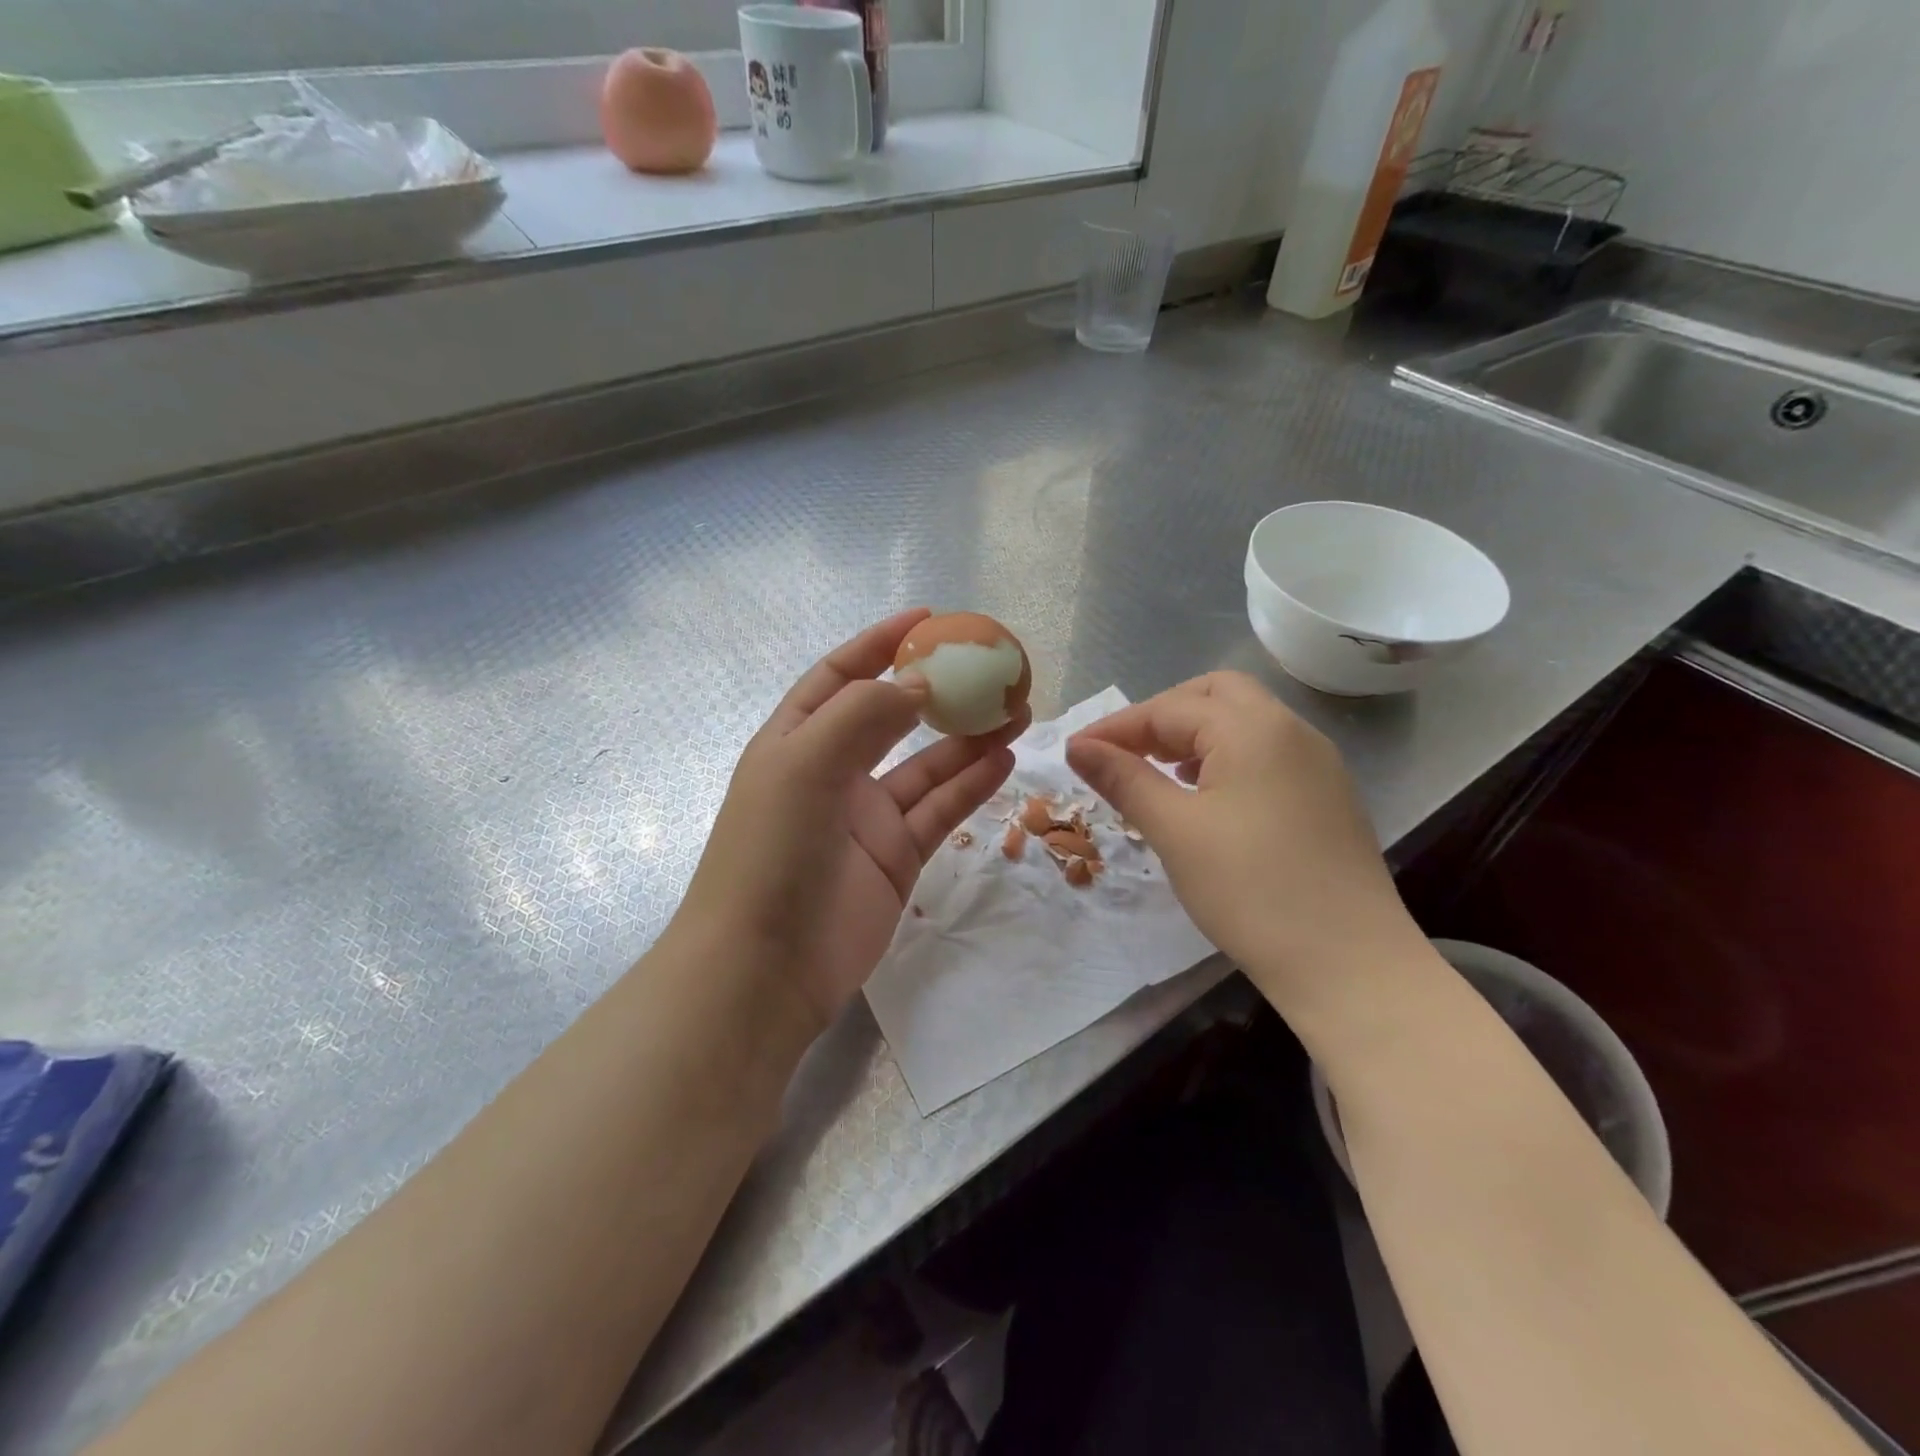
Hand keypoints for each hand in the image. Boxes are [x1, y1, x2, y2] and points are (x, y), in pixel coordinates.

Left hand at [677, 609, 1025, 1035]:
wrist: (764, 968)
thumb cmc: (772, 852)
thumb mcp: (806, 763)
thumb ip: (865, 714)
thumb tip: (920, 682)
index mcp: (796, 740)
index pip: (842, 677)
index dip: (881, 645)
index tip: (929, 621)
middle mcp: (832, 772)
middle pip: (893, 717)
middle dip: (938, 692)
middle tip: (990, 670)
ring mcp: (867, 818)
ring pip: (927, 765)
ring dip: (968, 738)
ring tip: (1017, 711)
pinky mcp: (897, 857)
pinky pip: (940, 810)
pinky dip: (972, 785)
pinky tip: (1005, 760)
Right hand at [1066, 672, 1426, 1008]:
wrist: (1349, 964)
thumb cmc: (1251, 891)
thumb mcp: (1175, 831)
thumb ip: (1124, 779)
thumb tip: (1077, 747)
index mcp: (1254, 728)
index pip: (1170, 708)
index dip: (1117, 727)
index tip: (1075, 753)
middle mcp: (1291, 730)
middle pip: (1215, 695)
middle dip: (1162, 716)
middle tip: (1124, 752)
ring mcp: (1317, 762)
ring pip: (1244, 721)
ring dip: (1194, 735)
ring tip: (1157, 771)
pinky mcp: (1327, 794)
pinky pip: (1266, 752)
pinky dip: (1225, 757)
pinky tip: (1205, 795)